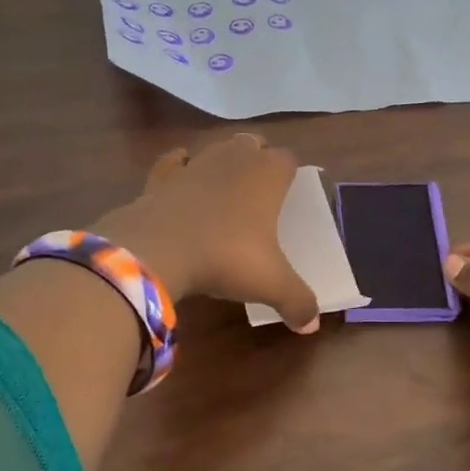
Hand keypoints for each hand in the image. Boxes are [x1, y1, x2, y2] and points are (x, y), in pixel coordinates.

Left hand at [92, 133, 319, 331]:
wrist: (157, 251)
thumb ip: (297, 301)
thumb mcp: (270, 285)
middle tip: (259, 192)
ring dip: (222, 163)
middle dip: (257, 160)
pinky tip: (182, 180)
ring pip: (215, 150)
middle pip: (252, 145)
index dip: (289, 173)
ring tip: (224, 189)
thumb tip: (311, 325)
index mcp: (267, 175)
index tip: (289, 193)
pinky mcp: (160, 177)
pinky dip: (180, 167)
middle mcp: (233, 159)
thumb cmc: (226, 258)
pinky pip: (174, 163)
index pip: (287, 159)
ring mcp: (194, 164)